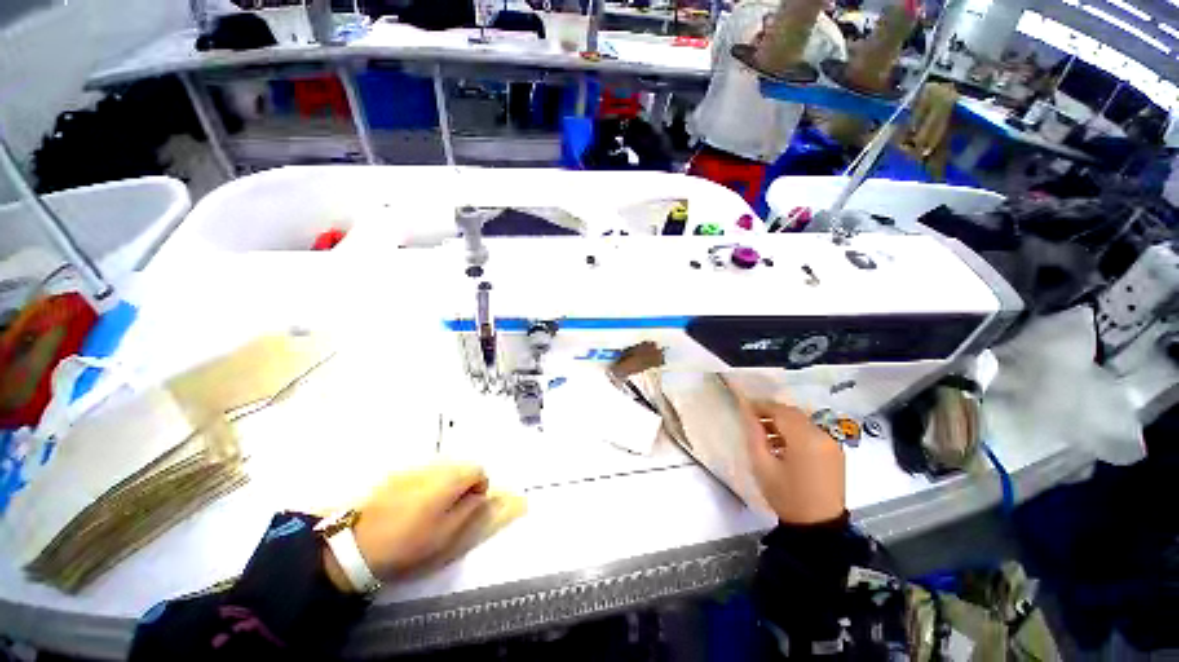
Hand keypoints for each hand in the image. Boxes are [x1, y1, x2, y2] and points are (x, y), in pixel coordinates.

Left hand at [324, 462, 490, 590]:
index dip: (480, 486)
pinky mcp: (397, 475)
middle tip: (453, 508)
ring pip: (442, 469)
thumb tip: (479, 496)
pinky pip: (424, 474)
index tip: (472, 504)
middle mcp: (434, 467)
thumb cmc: (406, 542)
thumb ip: (468, 510)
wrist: (356, 543)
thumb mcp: (444, 534)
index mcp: (449, 480)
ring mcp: (414, 469)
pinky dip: (428, 485)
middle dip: (463, 484)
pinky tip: (413, 506)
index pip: (478, 470)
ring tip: (433, 509)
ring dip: (446, 484)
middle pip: (461, 467)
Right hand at [730, 385, 845, 524]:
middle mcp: (822, 436)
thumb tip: (747, 413)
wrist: (819, 528)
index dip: (761, 405)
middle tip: (752, 419)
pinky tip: (781, 444)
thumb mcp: (762, 466)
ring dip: (782, 422)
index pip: (780, 410)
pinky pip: (812, 432)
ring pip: (802, 421)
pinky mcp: (835, 453)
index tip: (743, 406)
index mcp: (805, 439)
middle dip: (771, 412)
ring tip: (764, 433)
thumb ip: (754, 435)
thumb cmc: (786, 496)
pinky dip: (795, 432)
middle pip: (793, 413)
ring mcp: (832, 444)